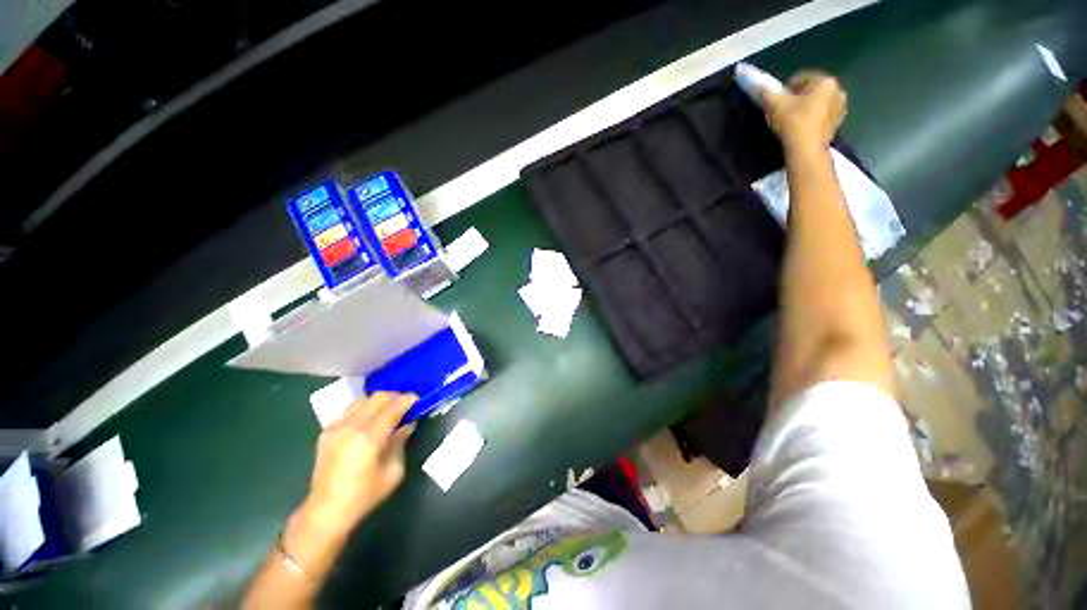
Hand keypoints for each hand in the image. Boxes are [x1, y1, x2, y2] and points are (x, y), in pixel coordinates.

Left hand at [303, 392, 416, 530]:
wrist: (326, 511)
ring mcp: (336, 427)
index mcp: (369, 437)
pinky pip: (349, 410)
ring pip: (362, 400)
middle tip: (406, 404)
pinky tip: (370, 418)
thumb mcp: (393, 471)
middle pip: (377, 398)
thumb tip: (407, 424)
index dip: (407, 400)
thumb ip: (400, 442)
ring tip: (389, 409)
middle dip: (395, 396)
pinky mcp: (327, 432)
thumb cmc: (365, 495)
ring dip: (379, 401)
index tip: (417, 399)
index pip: (393, 407)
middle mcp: (351, 426)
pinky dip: (364, 408)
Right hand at [760, 71, 846, 152]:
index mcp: (826, 81)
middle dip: (799, 96)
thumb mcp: (775, 105)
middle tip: (784, 108)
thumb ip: (767, 93)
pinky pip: (821, 116)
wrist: (806, 149)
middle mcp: (838, 91)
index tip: (777, 98)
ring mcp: (840, 109)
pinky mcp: (837, 125)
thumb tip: (759, 86)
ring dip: (806, 107)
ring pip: (818, 103)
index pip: (803, 77)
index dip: (787, 86)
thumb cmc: (793, 122)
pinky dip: (811, 118)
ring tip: (791, 119)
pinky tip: (800, 127)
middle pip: (813, 90)